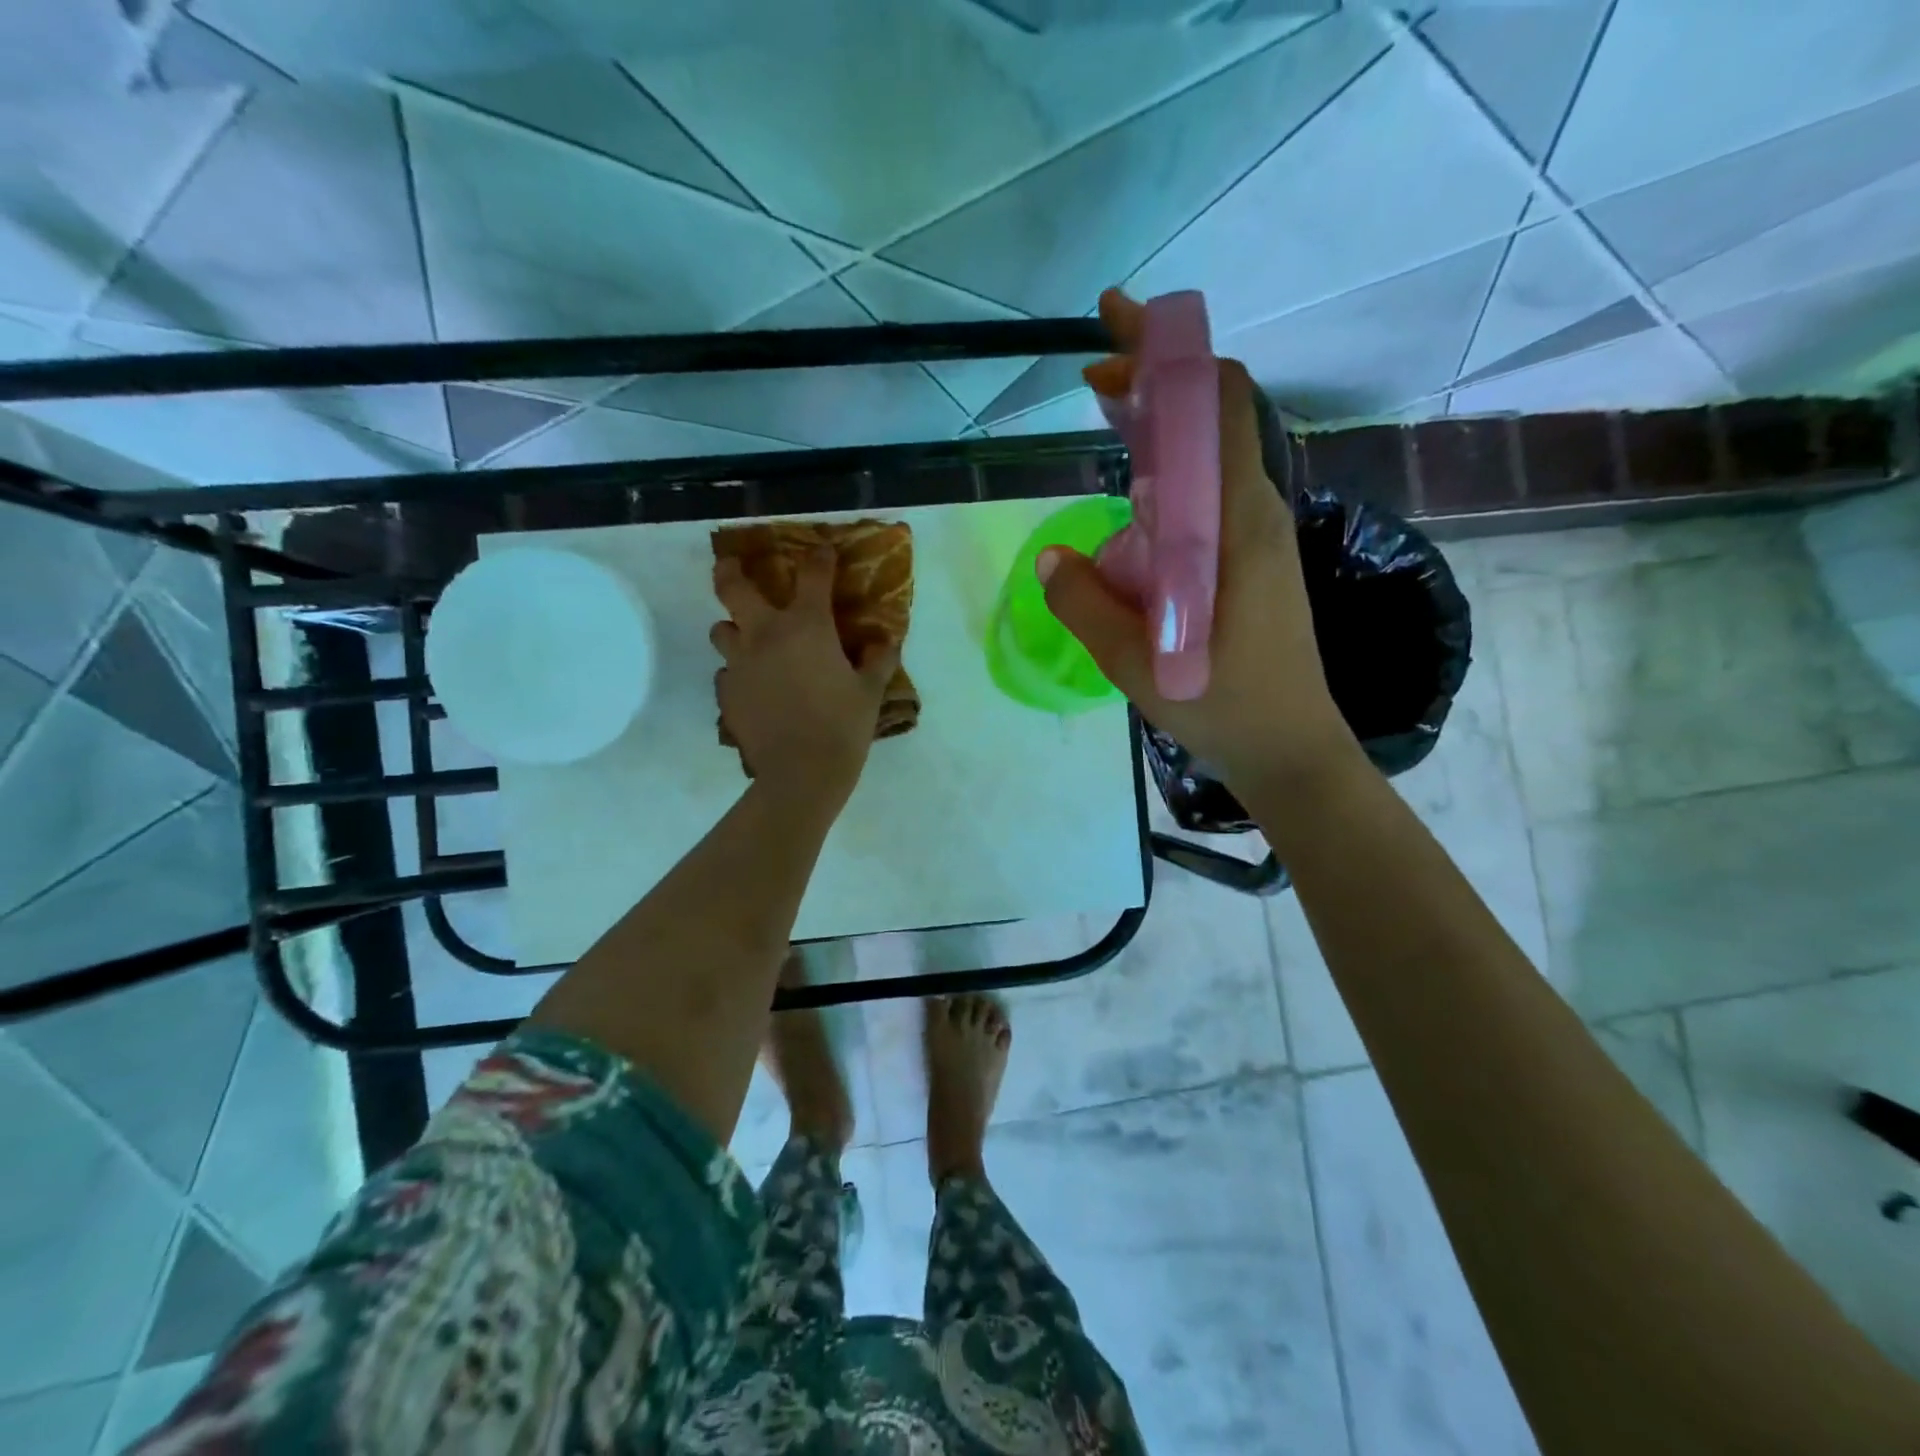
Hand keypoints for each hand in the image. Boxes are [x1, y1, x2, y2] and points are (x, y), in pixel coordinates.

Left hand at [712, 546, 898, 805]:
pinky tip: (755, 688)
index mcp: (806, 625)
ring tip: (750, 642)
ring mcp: (740, 664)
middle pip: (732, 587)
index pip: (812, 574)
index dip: (819, 558)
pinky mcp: (727, 694)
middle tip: (732, 567)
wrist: (801, 774)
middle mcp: (765, 634)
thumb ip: (879, 660)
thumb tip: (886, 641)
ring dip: (734, 629)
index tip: (822, 552)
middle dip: (730, 570)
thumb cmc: (843, 726)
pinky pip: (726, 673)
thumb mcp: (871, 691)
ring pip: (721, 630)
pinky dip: (739, 672)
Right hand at [1039, 288, 1357, 797]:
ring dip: (1159, 426)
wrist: (1289, 748)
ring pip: (1209, 455)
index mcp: (1235, 522)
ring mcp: (1256, 535)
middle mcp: (1254, 513)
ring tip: (1106, 416)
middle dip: (1154, 381)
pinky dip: (1169, 470)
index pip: (1217, 403)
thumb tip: (1049, 560)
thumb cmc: (1220, 706)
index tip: (1113, 334)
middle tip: (1093, 374)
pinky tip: (1131, 494)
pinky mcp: (1250, 560)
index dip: (1168, 355)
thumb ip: (1085, 605)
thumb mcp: (1135, 663)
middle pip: (1212, 417)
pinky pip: (1208, 493)